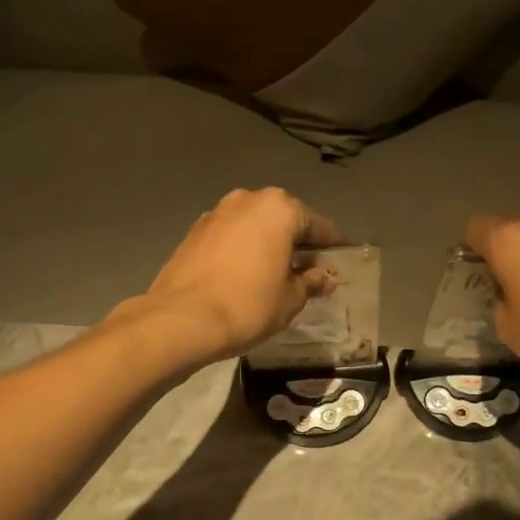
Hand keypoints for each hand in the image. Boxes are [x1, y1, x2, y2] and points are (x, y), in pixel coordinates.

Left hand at [125, 188, 340, 362]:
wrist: (181, 319)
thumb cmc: (248, 305)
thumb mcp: (291, 298)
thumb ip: (311, 281)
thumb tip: (325, 277)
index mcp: (279, 208)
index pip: (318, 225)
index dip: (331, 247)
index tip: (337, 264)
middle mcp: (248, 200)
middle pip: (284, 220)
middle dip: (296, 243)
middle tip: (306, 272)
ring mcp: (216, 213)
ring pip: (254, 227)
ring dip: (267, 245)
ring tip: (274, 276)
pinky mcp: (193, 232)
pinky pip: (231, 237)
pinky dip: (242, 251)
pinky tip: (245, 276)